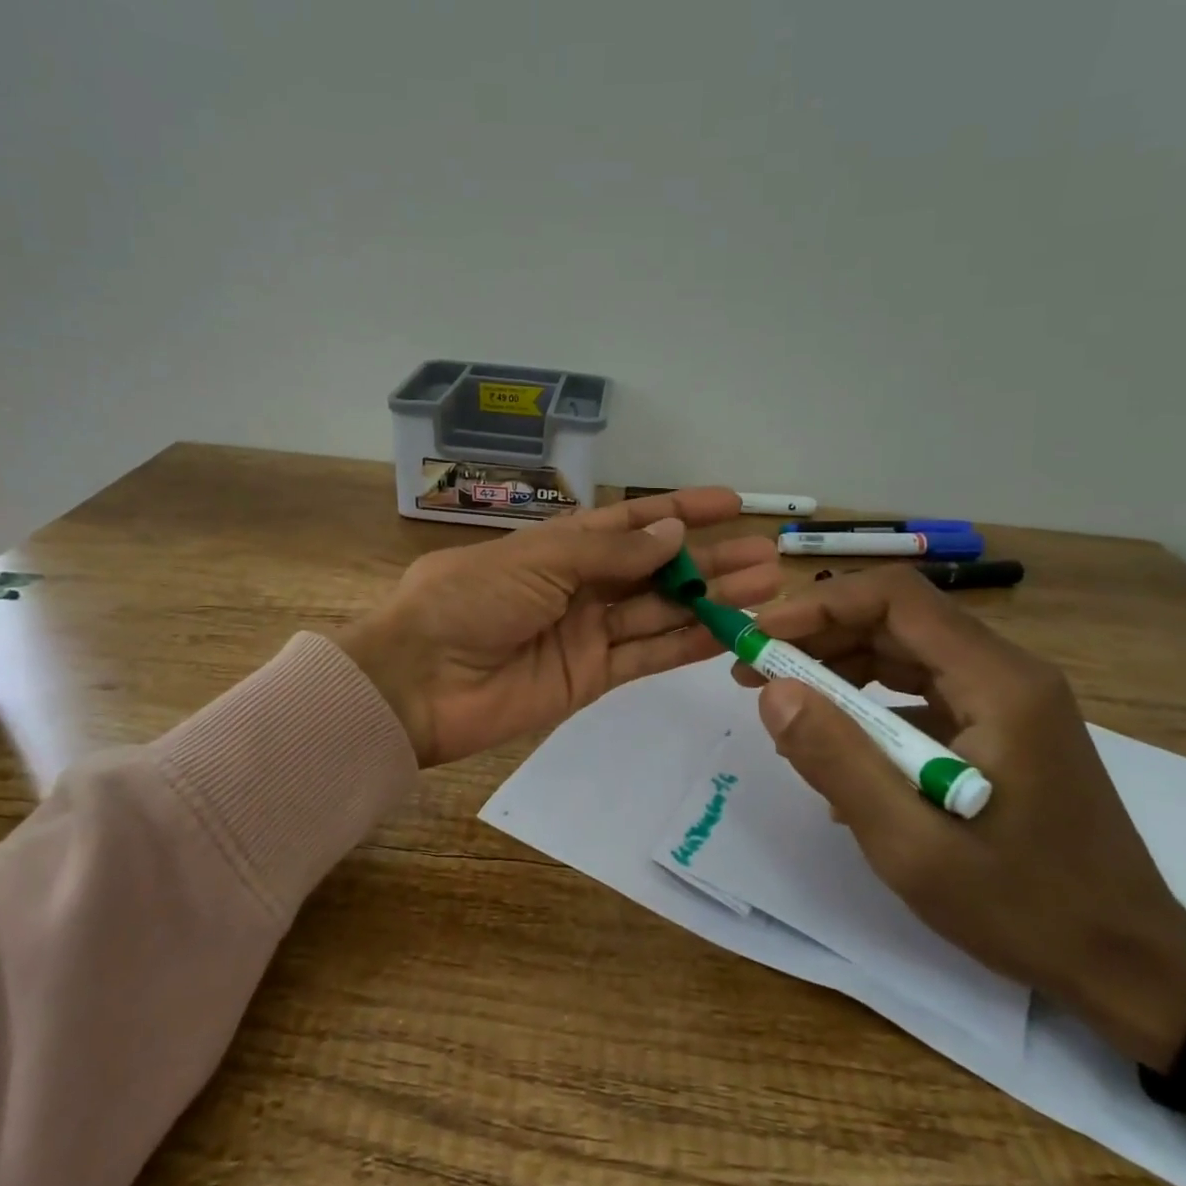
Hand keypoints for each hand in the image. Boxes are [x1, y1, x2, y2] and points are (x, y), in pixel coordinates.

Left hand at [334, 488, 779, 767]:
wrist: (419, 682)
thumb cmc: (470, 600)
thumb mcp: (539, 559)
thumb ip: (610, 552)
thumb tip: (673, 532)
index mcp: (560, 546)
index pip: (631, 522)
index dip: (679, 511)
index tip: (731, 503)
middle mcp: (579, 585)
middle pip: (656, 569)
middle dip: (709, 559)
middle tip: (766, 554)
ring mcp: (587, 633)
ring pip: (661, 611)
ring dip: (710, 599)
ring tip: (765, 586)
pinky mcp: (591, 678)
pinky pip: (647, 655)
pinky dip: (687, 643)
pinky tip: (729, 630)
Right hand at [738, 565, 1185, 1070]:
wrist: (1132, 966)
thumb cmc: (1026, 908)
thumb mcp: (914, 847)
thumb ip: (839, 762)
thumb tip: (773, 692)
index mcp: (998, 684)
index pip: (897, 598)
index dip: (821, 605)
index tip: (762, 638)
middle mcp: (1008, 672)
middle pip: (897, 618)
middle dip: (819, 636)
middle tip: (755, 672)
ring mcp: (1007, 698)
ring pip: (906, 650)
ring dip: (839, 666)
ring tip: (783, 704)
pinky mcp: (1000, 725)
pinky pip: (921, 689)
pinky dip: (869, 702)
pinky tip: (837, 746)